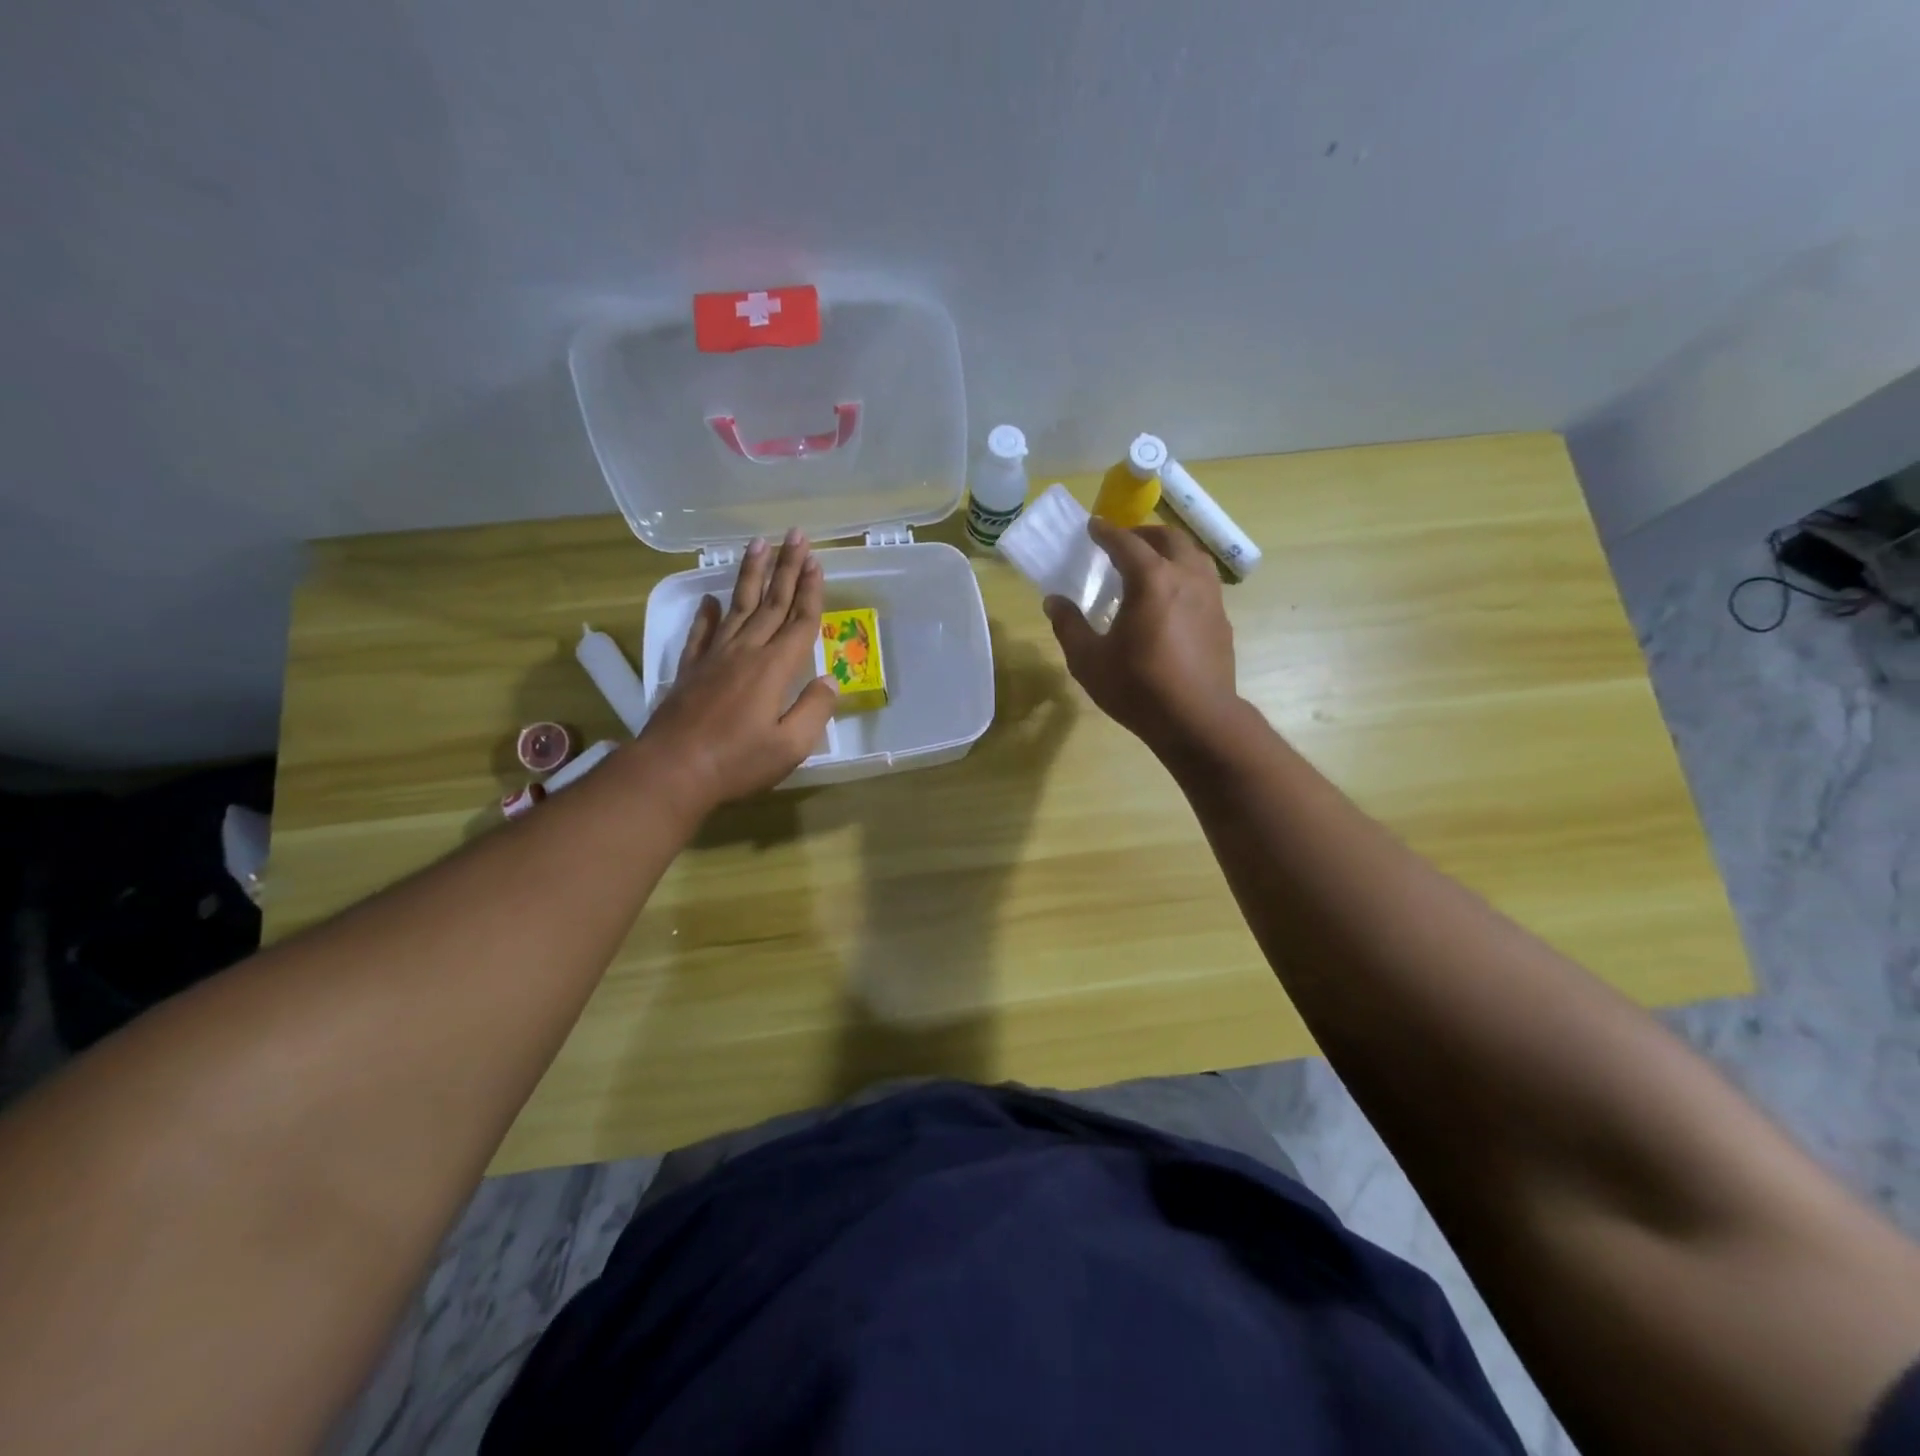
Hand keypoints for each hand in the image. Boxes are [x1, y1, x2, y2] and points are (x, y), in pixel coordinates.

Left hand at [639, 530, 835, 813]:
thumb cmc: (737, 761)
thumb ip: (814, 710)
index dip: (811, 591)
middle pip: (771, 603)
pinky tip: (710, 598)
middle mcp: (746, 652)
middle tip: (795, 535)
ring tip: (758, 545)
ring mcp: (715, 657)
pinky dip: (707, 614)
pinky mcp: (691, 670)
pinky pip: (702, 633)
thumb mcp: (790, 746)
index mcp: (774, 668)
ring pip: (738, 606)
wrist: (672, 770)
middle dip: (787, 568)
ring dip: (751, 575)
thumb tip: (830, 680)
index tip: (817, 562)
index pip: (799, 621)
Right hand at [1045, 519, 1238, 756]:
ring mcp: (1210, 597)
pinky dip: (1185, 574)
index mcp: (1152, 580)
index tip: (1093, 527)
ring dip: (1170, 550)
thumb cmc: (1138, 688)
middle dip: (1143, 533)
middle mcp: (1186, 577)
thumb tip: (1054, 601)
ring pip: (1193, 555)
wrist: (1197, 720)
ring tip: (1152, 563)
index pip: (1126, 542)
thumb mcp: (1089, 661)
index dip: (1106, 532)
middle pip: (1168, 539)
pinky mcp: (1221, 620)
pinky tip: (1173, 597)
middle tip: (1123, 542)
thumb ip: (1069, 626)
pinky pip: (1204, 581)